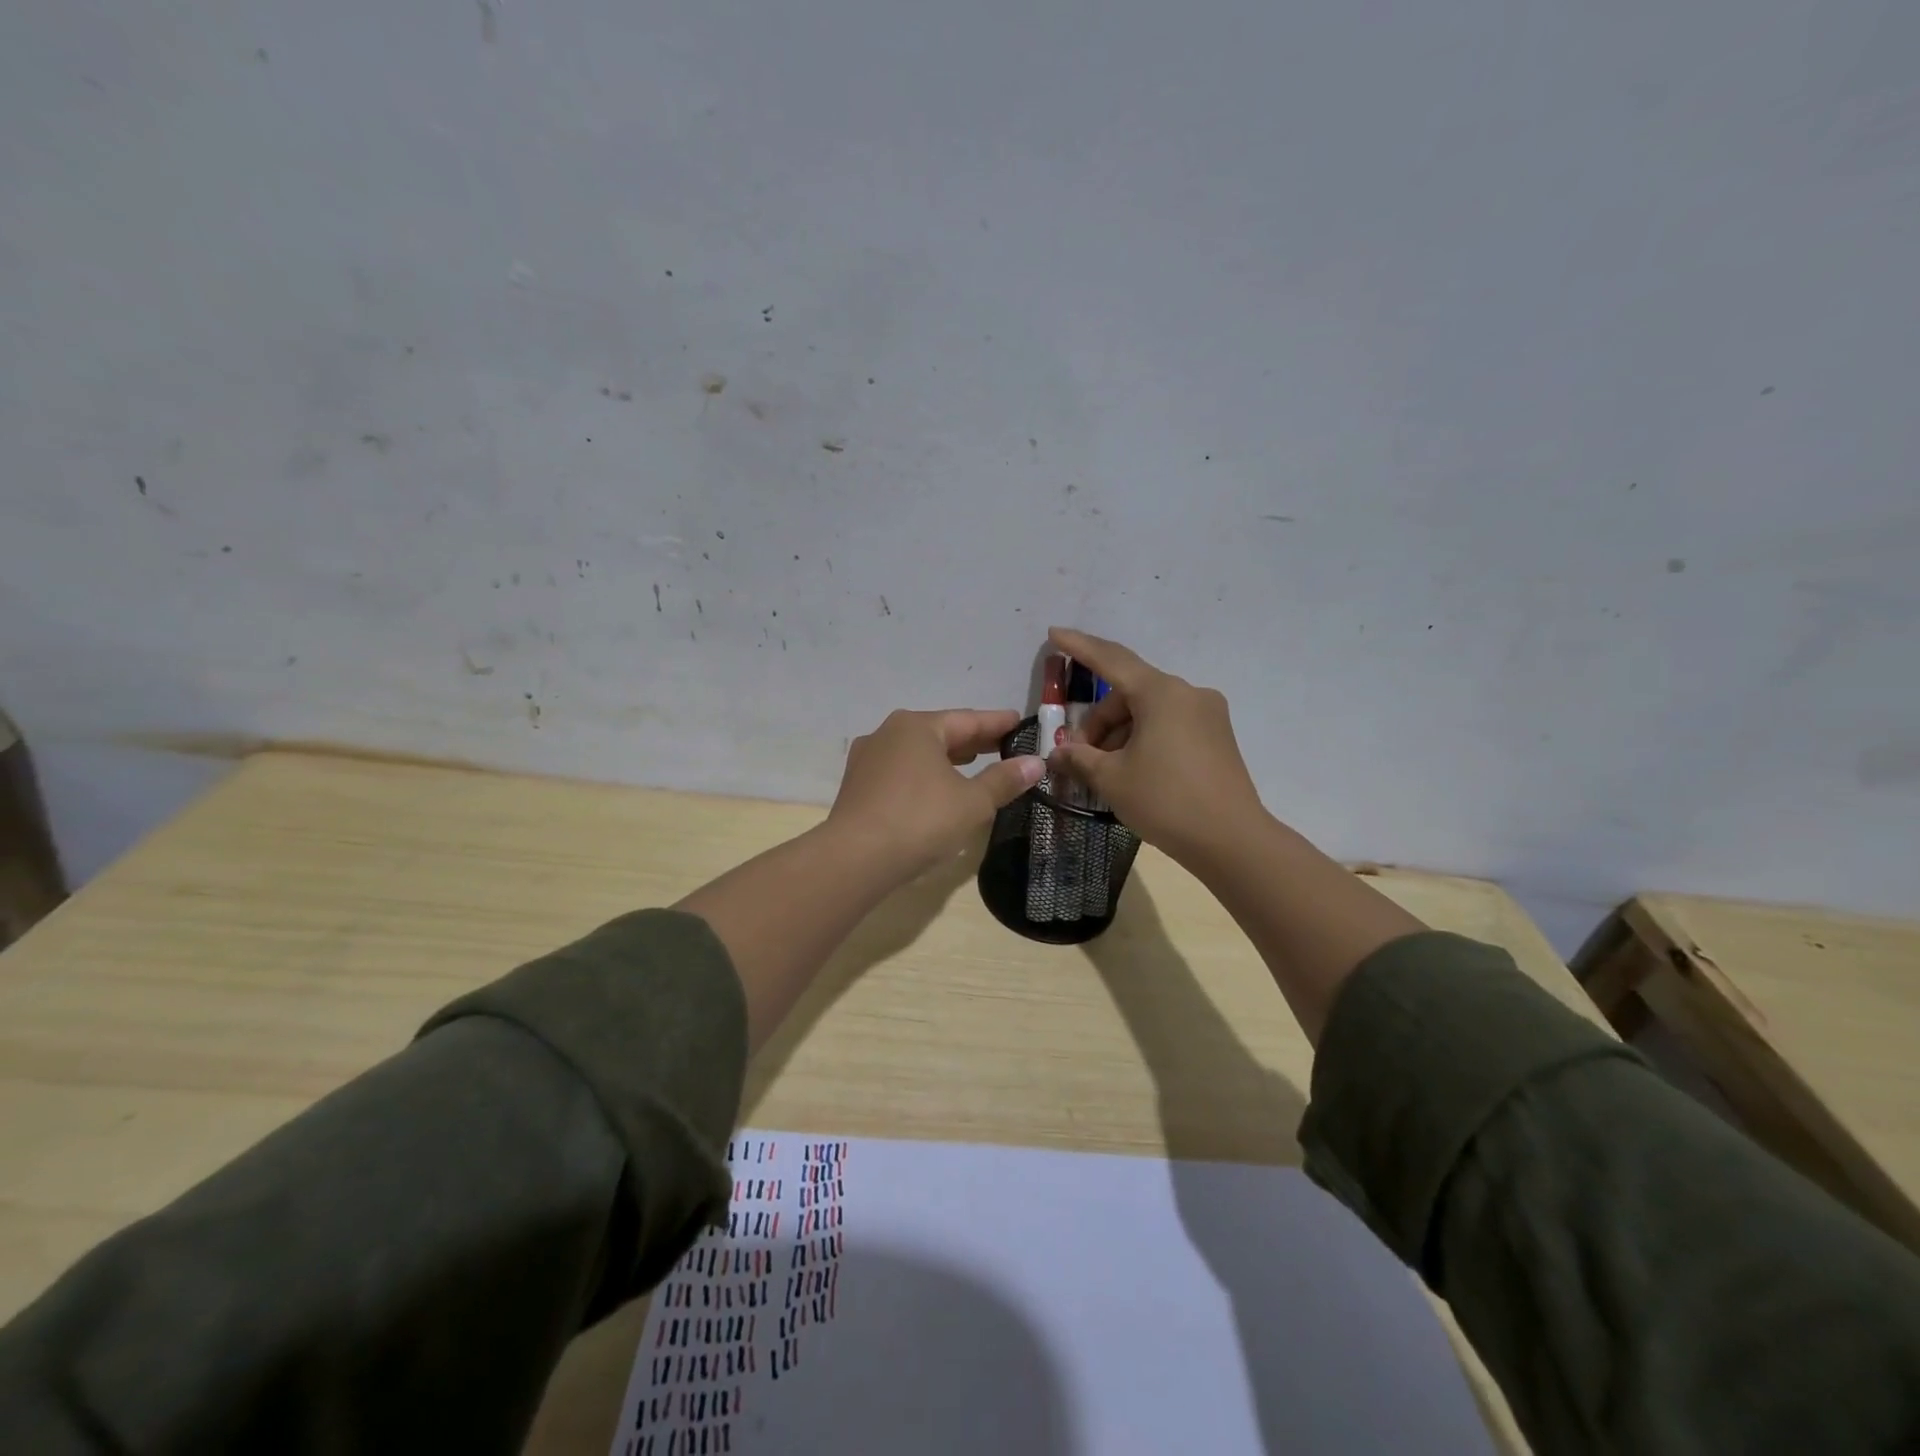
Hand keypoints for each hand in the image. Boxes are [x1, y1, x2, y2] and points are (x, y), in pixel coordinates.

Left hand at [827, 709, 1045, 875]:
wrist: (854, 858)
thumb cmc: (920, 820)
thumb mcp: (972, 802)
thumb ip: (1004, 780)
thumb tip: (1035, 763)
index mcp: (917, 726)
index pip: (968, 720)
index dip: (998, 723)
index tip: (1021, 722)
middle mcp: (888, 733)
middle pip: (940, 733)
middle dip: (973, 741)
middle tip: (1004, 745)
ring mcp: (868, 759)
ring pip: (918, 753)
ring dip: (947, 759)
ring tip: (974, 764)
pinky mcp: (857, 786)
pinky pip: (901, 772)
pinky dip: (925, 775)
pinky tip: (937, 789)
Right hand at [1045, 628, 1263, 863]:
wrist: (1232, 841)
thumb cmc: (1166, 801)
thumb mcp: (1112, 779)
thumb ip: (1079, 759)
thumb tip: (1057, 754)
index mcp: (1161, 693)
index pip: (1110, 660)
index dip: (1078, 647)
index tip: (1054, 634)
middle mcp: (1188, 693)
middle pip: (1128, 694)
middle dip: (1098, 721)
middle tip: (1076, 755)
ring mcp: (1208, 715)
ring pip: (1149, 712)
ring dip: (1119, 734)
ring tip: (1103, 771)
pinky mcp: (1218, 737)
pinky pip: (1169, 725)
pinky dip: (1144, 739)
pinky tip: (1132, 771)